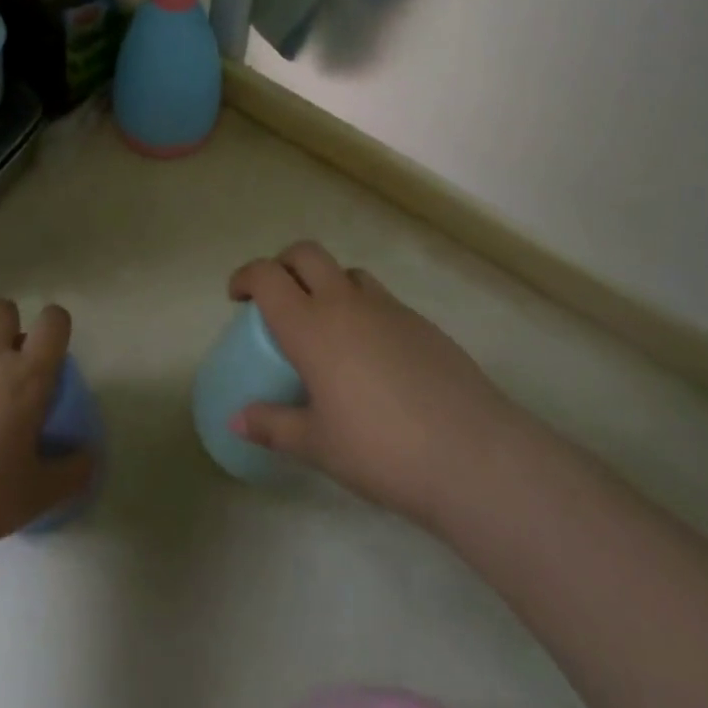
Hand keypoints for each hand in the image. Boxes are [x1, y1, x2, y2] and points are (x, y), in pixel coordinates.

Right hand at [229, 242, 513, 527]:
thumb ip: (273, 426)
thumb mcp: (318, 445)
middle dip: (283, 265)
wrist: (472, 453)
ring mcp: (388, 308)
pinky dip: (362, 308)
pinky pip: (380, 298)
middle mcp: (346, 304)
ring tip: (326, 326)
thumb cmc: (381, 450)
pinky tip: (371, 355)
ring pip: (347, 272)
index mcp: (311, 326)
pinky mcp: (421, 322)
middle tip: (277, 300)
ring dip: (326, 283)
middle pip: (306, 254)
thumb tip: (235, 420)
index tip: (237, 297)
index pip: (267, 276)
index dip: (245, 277)